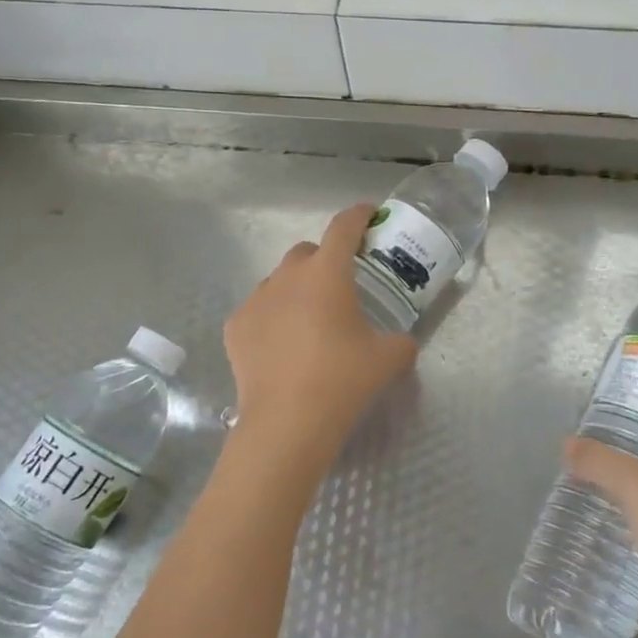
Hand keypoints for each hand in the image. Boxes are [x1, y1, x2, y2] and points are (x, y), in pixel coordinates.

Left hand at [224, 203, 418, 469]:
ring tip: (309, 321)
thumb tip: (402, 342)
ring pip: (279, 280)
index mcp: (327, 273)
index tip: (369, 215)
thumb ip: (401, 341)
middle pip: (307, 251)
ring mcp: (256, 300)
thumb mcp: (388, 358)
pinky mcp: (235, 326)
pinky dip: (272, 317)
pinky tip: (282, 345)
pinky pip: (258, 310)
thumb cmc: (342, 380)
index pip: (344, 226)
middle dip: (325, 260)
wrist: (287, 422)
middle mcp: (288, 276)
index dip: (359, 215)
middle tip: (341, 287)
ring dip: (296, 289)